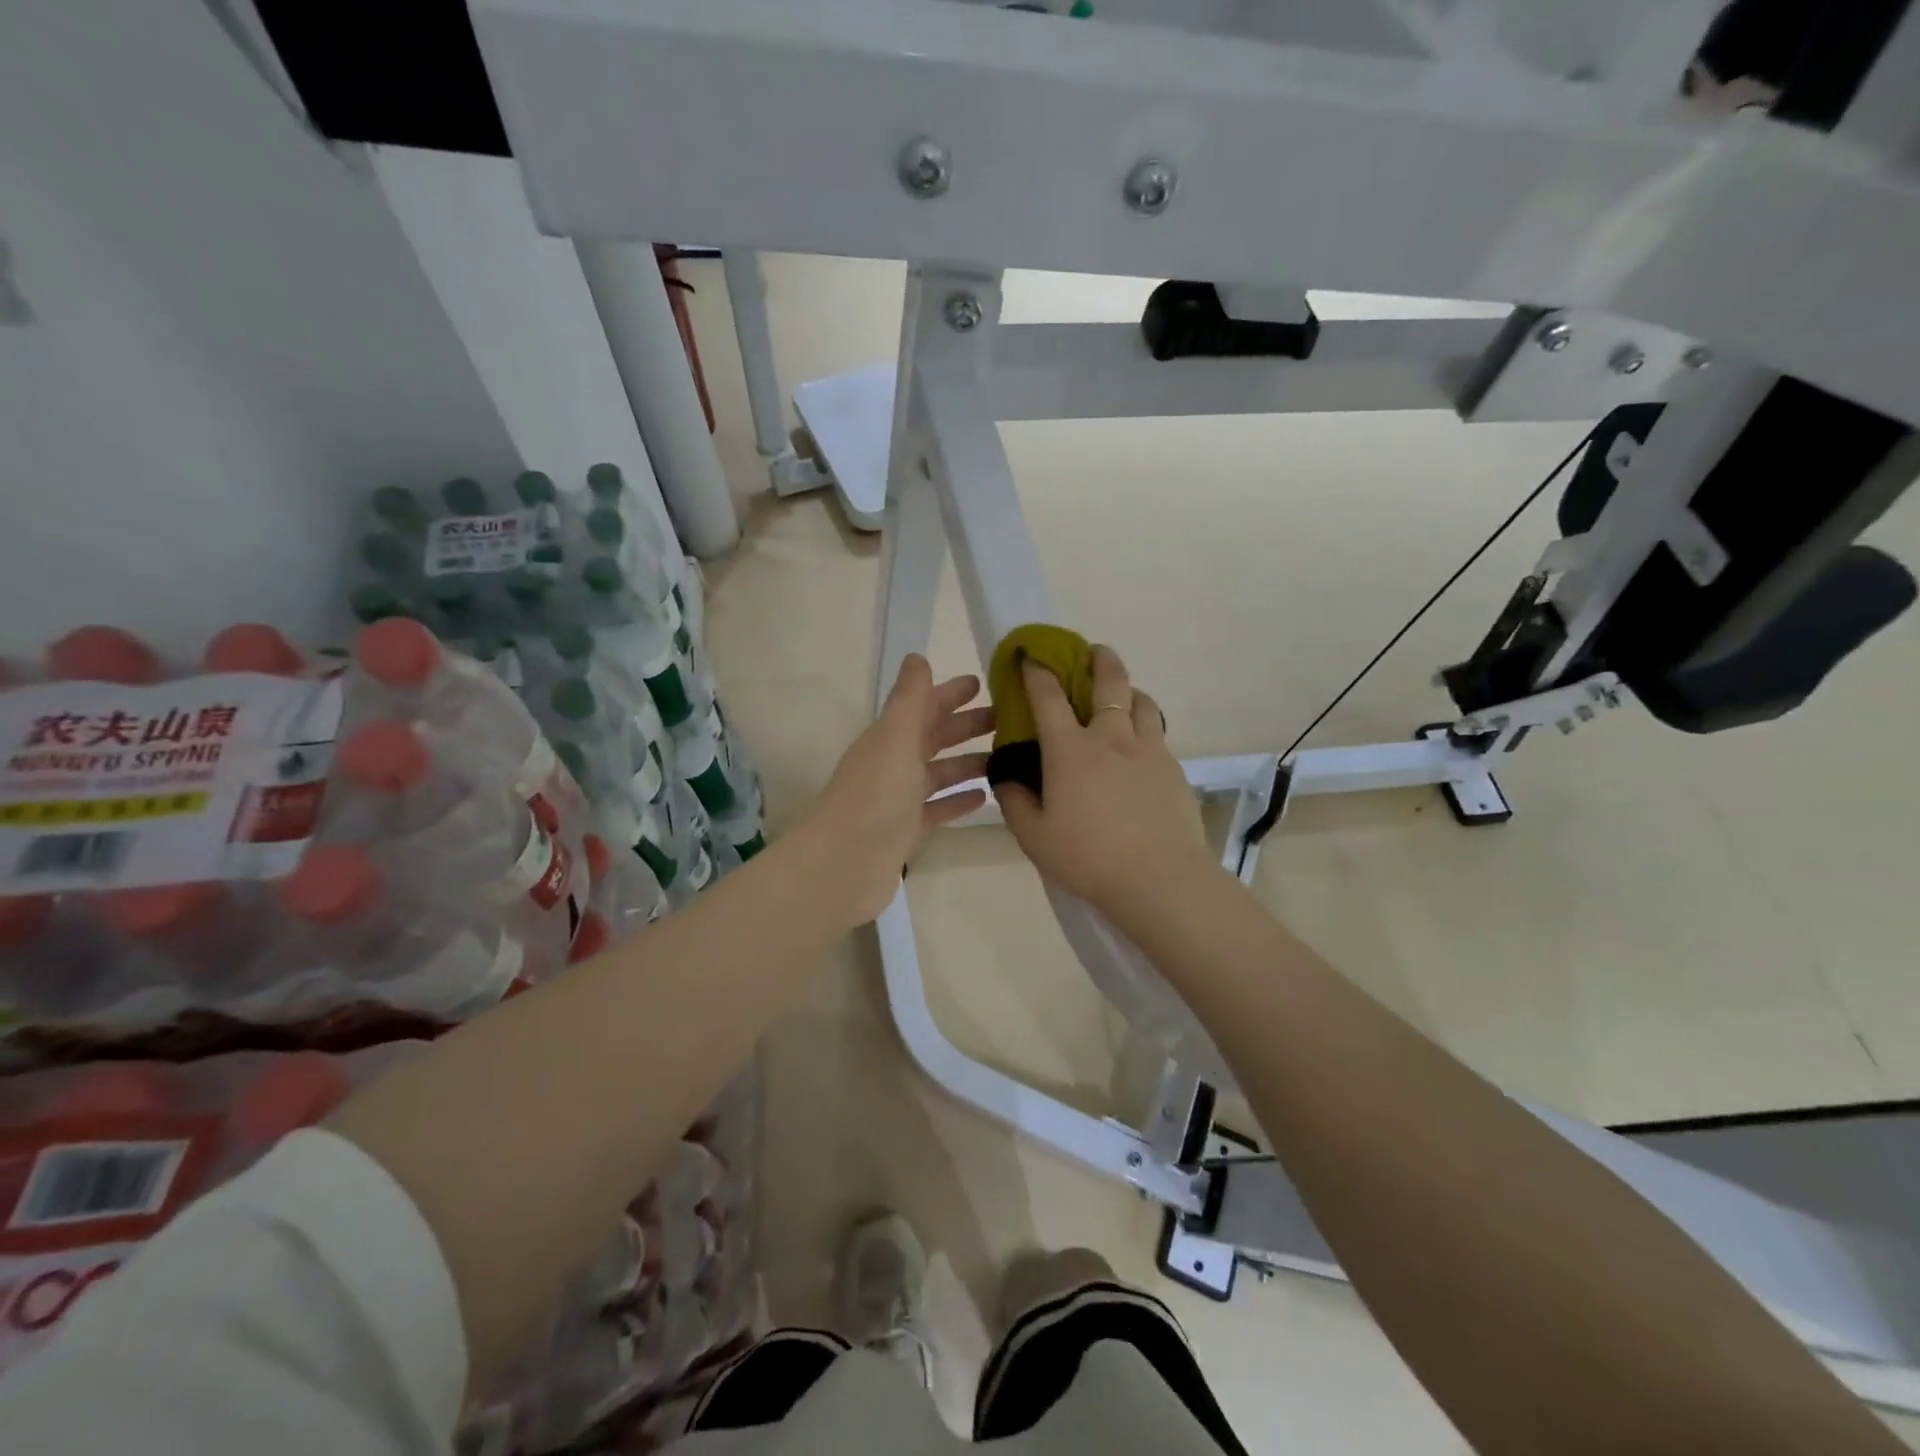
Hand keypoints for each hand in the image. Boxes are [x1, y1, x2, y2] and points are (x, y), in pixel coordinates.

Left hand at [800, 654, 992, 925]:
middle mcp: (893, 764)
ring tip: (1006, 757)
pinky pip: (937, 809)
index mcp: (889, 738)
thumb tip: (917, 657)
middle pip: (933, 738)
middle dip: (966, 725)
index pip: (923, 706)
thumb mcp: (896, 737)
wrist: (843, 864)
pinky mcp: (906, 832)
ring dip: (967, 763)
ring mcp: (898, 800)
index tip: (983, 683)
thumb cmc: (875, 795)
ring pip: (938, 774)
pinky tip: (985, 797)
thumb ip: (910, 699)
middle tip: (1007, 719)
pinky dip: (958, 801)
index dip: (950, 693)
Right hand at [996, 645, 1213, 913]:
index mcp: (1071, 750)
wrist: (1160, 878)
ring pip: (1142, 701)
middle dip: (1099, 659)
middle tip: (1092, 652)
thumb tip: (1006, 776)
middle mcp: (1111, 737)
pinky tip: (1140, 746)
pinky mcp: (1173, 768)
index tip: (1031, 655)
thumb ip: (1014, 802)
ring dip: (1128, 689)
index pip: (1049, 697)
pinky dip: (1145, 724)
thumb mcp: (1035, 838)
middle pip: (1110, 681)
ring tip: (1122, 696)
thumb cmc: (1089, 857)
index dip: (1037, 671)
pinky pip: (1157, 733)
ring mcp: (1148, 750)